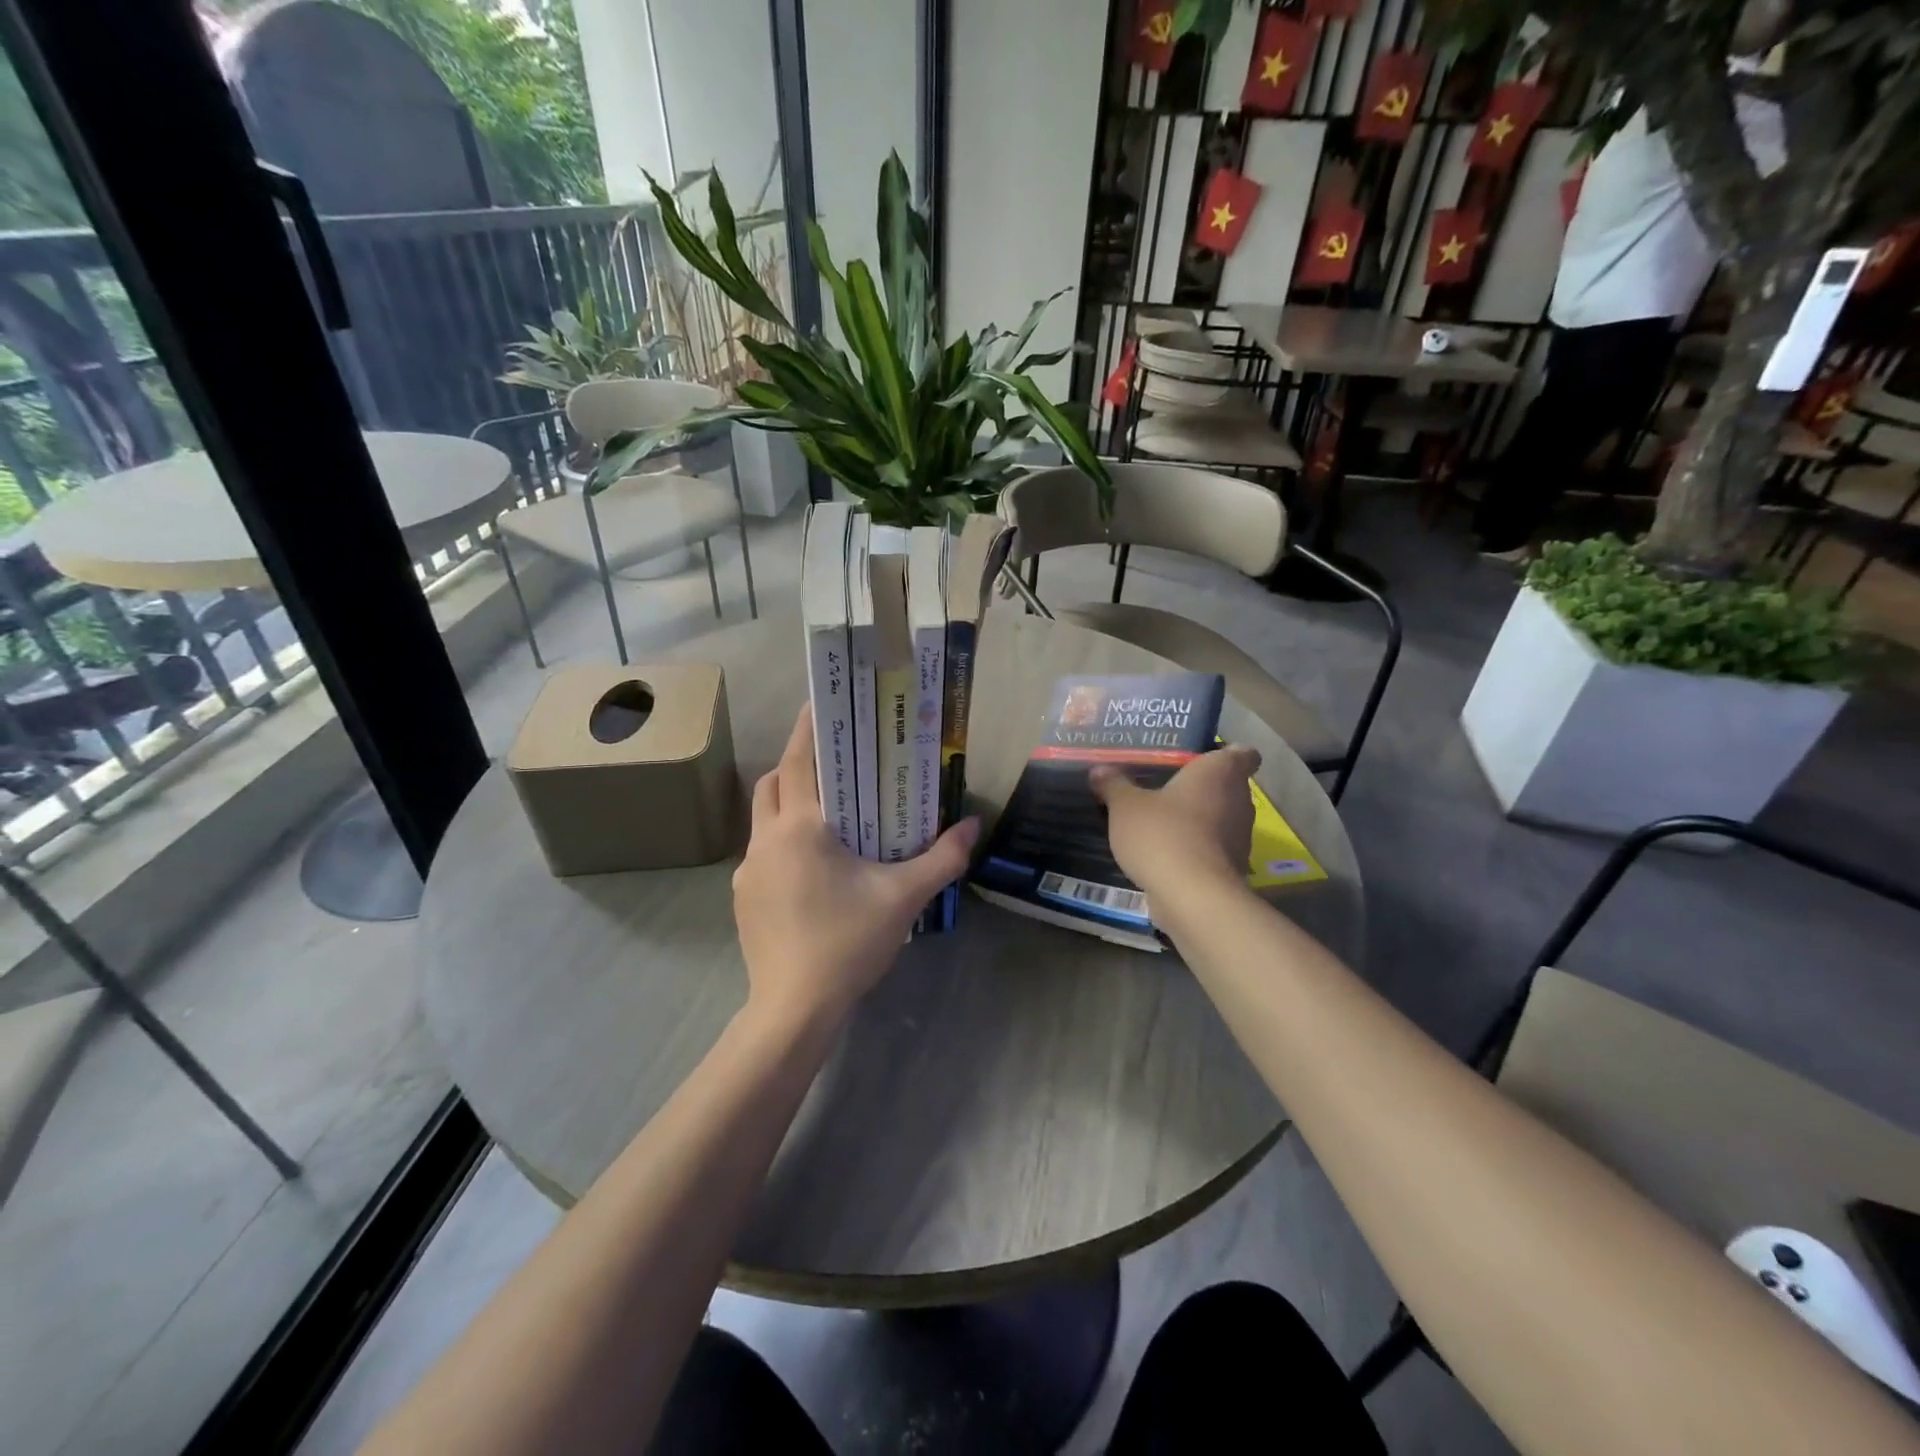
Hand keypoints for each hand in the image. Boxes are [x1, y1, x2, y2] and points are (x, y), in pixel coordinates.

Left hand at [733, 705, 978, 1028]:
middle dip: (797, 764)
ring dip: (788, 802)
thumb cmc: (847, 943)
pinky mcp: (743, 897)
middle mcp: (766, 840)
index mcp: (801, 828)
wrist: (794, 1008)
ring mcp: (748, 870)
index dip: (807, 728)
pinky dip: (783, 840)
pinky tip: (813, 867)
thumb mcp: (903, 898)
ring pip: (763, 817)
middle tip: (834, 763)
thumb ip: (942, 858)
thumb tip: (973, 825)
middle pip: (773, 782)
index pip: (798, 761)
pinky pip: (762, 851)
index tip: (820, 704)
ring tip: (827, 812)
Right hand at [1090, 745, 1259, 899]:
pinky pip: (1212, 847)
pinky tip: (1164, 852)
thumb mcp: (1125, 806)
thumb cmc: (1163, 834)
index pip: (1242, 752)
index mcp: (1220, 772)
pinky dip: (1194, 847)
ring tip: (1159, 820)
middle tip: (1163, 785)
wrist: (1193, 898)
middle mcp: (1239, 799)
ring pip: (1219, 817)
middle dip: (1199, 787)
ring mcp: (1240, 836)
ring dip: (1196, 819)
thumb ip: (1114, 784)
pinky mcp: (1233, 867)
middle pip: (1226, 785)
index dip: (1225, 753)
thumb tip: (1100, 770)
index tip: (1198, 759)